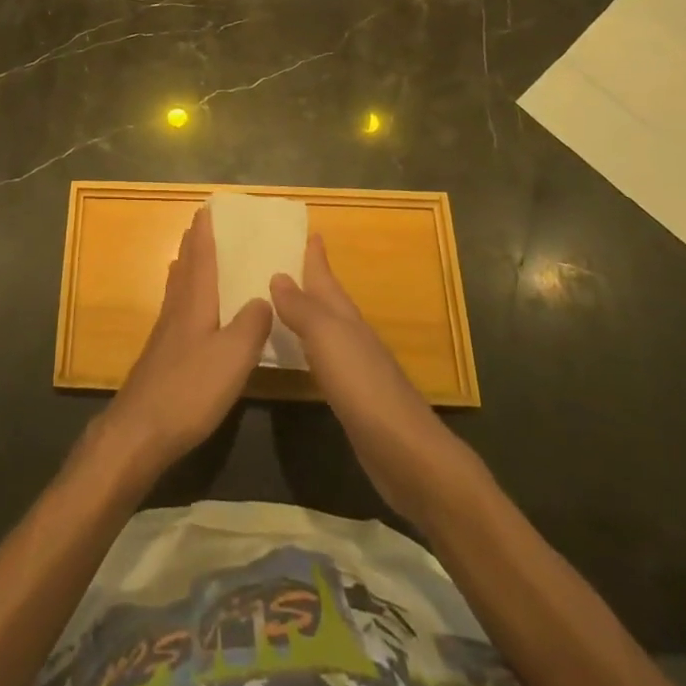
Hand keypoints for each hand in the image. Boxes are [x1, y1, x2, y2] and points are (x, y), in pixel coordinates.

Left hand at [98, 206, 271, 480]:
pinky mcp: (161, 354)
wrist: (140, 430)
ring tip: (190, 254)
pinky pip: (176, 308)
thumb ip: (251, 325)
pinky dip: (183, 293)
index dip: (205, 233)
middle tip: (200, 223)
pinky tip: (185, 307)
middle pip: (185, 267)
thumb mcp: (233, 357)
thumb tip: (263, 298)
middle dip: (193, 244)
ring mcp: (165, 333)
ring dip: (185, 265)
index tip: (207, 208)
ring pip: (177, 287)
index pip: (201, 257)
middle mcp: (177, 309)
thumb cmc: (190, 389)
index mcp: (195, 303)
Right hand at [271, 235, 475, 527]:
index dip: (317, 257)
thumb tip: (279, 275)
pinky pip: (326, 360)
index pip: (327, 279)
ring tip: (289, 304)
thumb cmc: (363, 385)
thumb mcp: (326, 337)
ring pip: (328, 330)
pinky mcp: (355, 399)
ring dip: (310, 315)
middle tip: (292, 262)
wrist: (406, 452)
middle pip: (330, 302)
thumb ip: (302, 308)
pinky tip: (305, 356)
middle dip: (314, 282)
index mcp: (346, 318)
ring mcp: (357, 369)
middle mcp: (353, 336)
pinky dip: (313, 349)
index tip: (312, 233)